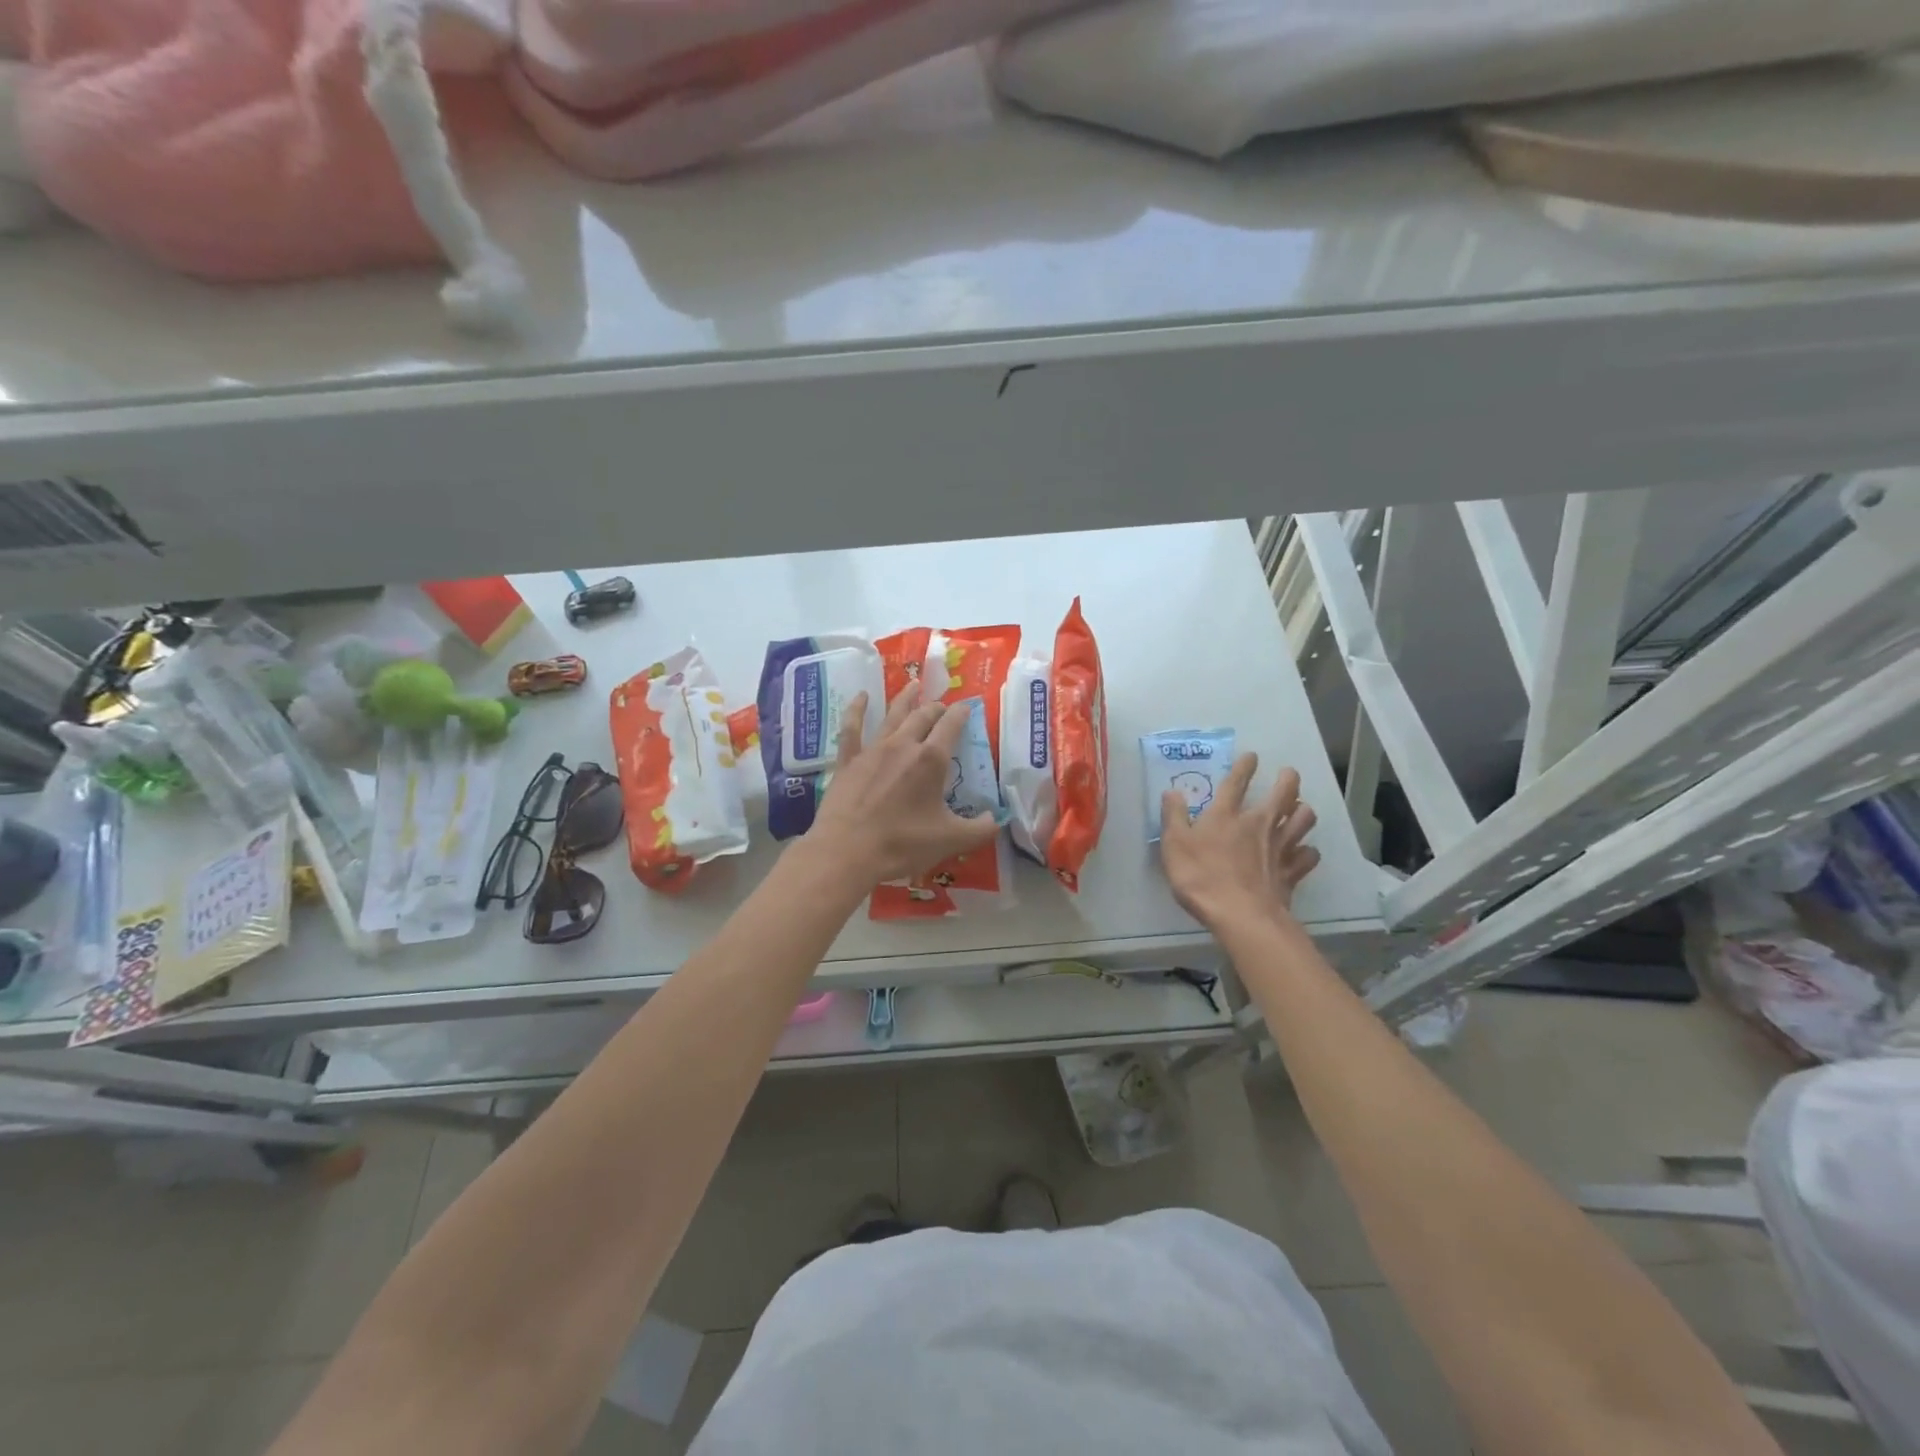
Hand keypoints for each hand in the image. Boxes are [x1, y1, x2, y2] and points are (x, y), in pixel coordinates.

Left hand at [805, 683, 999, 885]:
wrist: (847, 851)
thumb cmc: (902, 844)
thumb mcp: (950, 841)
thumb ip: (980, 829)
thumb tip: (995, 819)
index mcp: (931, 760)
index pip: (951, 726)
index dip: (961, 713)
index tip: (967, 707)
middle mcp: (903, 745)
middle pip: (923, 716)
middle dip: (936, 707)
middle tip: (942, 706)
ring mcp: (873, 750)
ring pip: (893, 715)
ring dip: (906, 698)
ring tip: (914, 684)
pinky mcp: (848, 760)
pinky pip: (852, 727)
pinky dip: (857, 709)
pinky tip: (861, 696)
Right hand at [1159, 754, 1318, 929]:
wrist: (1240, 915)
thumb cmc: (1201, 877)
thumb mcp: (1174, 845)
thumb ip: (1173, 816)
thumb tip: (1172, 792)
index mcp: (1226, 815)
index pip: (1237, 782)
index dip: (1244, 766)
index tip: (1252, 756)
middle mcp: (1258, 824)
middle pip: (1283, 794)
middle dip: (1288, 780)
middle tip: (1288, 775)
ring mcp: (1279, 847)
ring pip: (1303, 820)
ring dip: (1303, 811)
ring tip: (1299, 809)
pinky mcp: (1292, 871)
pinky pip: (1309, 856)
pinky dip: (1308, 851)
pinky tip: (1303, 852)